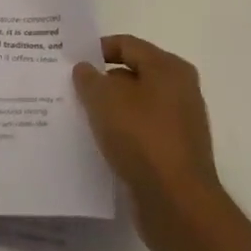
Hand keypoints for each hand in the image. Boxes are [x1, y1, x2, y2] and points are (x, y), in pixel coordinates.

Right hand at [74, 34, 220, 250]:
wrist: (178, 206)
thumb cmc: (142, 138)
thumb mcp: (104, 99)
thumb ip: (89, 78)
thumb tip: (85, 68)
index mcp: (169, 68)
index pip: (126, 45)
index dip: (96, 49)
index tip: (70, 61)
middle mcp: (180, 90)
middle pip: (132, 74)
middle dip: (102, 81)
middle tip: (71, 88)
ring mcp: (180, 124)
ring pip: (135, 106)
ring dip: (110, 109)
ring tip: (79, 116)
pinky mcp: (175, 154)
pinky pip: (141, 132)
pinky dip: (121, 133)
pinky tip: (98, 142)